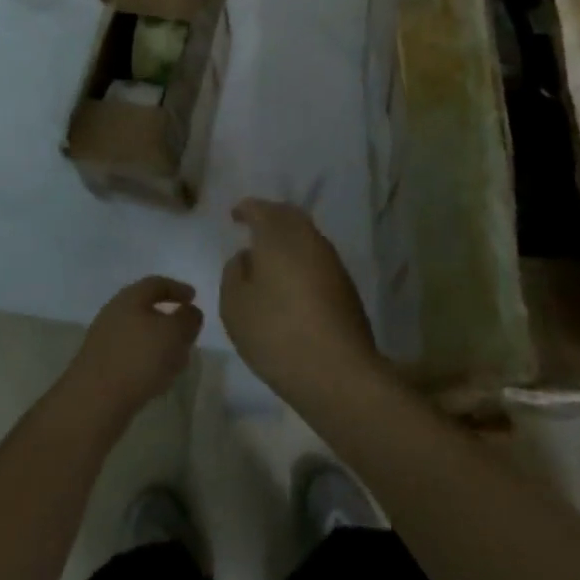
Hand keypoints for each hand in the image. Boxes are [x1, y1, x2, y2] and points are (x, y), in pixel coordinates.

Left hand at [60, 276, 203, 426]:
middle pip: (146, 309)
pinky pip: (131, 356)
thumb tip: (191, 312)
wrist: (93, 403)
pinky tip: (158, 379)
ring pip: (139, 335)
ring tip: (178, 360)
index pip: (156, 284)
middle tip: (187, 331)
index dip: (177, 289)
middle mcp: (114, 314)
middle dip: (169, 319)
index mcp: (130, 298)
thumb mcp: (173, 334)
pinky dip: (148, 361)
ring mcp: (104, 341)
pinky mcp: (101, 367)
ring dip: (160, 344)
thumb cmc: (138, 359)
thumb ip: (188, 319)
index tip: (194, 297)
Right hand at [221, 199, 381, 401]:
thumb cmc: (277, 333)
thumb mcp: (235, 305)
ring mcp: (331, 261)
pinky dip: (300, 257)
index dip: (246, 209)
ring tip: (269, 254)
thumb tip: (247, 257)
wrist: (339, 371)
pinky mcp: (345, 285)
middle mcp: (308, 239)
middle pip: (288, 215)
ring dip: (287, 238)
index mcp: (278, 236)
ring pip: (306, 235)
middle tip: (253, 227)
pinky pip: (316, 257)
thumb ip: (234, 273)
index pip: (261, 209)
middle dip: (270, 216)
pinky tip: (290, 278)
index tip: (234, 215)